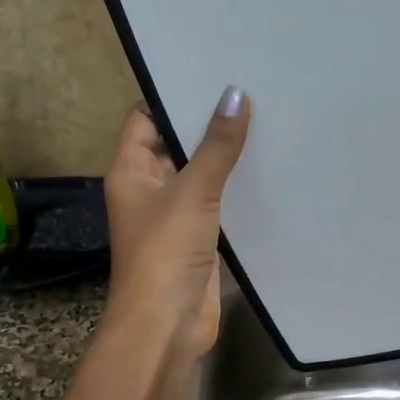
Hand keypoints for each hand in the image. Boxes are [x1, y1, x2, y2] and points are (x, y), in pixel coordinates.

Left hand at [102, 87, 249, 363]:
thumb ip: (216, 145)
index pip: (145, 118)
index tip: (212, 74)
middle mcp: (148, 188)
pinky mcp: (199, 238)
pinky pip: (218, 203)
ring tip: (268, 122)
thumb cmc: (166, 251)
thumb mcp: (192, 190)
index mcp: (130, 170)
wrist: (166, 324)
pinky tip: (269, 170)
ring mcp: (174, 215)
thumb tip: (236, 94)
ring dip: (226, 157)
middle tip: (251, 92)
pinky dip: (237, 189)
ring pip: (200, 175)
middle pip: (176, 144)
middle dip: (207, 124)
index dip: (173, 96)